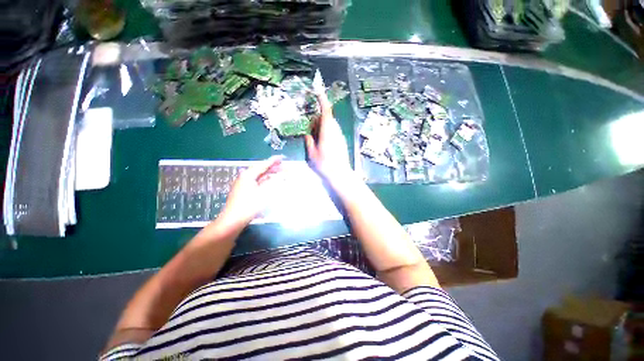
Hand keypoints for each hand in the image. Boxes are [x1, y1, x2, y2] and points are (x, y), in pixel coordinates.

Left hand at [220, 156, 282, 225]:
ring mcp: (243, 184)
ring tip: (279, 172)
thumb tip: (282, 176)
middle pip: (260, 169)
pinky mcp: (243, 190)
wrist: (233, 220)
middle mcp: (244, 177)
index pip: (263, 165)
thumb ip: (273, 183)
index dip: (273, 161)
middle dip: (272, 167)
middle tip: (283, 165)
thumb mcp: (263, 193)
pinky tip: (269, 181)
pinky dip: (264, 180)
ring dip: (269, 173)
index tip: (282, 157)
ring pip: (258, 175)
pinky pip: (256, 181)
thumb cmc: (248, 206)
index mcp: (248, 175)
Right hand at [305, 92, 351, 181]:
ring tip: (316, 138)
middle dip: (318, 119)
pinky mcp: (342, 141)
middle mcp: (336, 131)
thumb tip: (307, 134)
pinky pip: (333, 131)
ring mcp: (340, 136)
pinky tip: (322, 143)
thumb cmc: (325, 165)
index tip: (318, 91)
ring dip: (322, 127)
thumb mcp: (312, 154)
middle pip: (327, 118)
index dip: (322, 100)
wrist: (340, 174)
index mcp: (328, 131)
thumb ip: (309, 142)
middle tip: (311, 129)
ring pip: (330, 125)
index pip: (326, 111)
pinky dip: (327, 132)